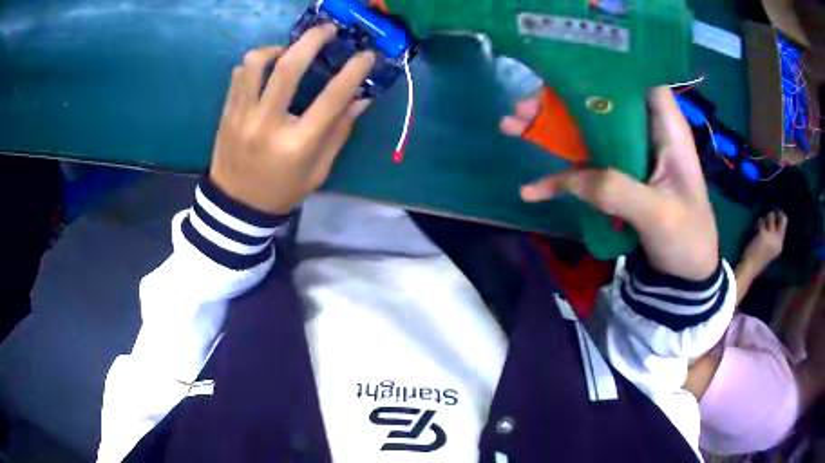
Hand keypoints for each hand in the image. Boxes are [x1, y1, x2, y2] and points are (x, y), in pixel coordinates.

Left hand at [209, 24, 374, 214]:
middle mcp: (267, 124)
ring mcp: (242, 117)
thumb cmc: (282, 191)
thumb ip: (339, 132)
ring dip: (277, 49)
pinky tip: (266, 70)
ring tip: (288, 52)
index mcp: (297, 144)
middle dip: (312, 40)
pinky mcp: (227, 114)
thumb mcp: (318, 170)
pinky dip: (255, 64)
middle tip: (327, 30)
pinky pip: (239, 76)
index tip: (366, 54)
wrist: (236, 207)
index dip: (353, 71)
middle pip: (289, 68)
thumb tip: (361, 99)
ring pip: (256, 64)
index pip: (331, 98)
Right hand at [501, 87, 718, 279]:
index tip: (567, 66)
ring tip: (510, 127)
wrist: (684, 276)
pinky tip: (532, 188)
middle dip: (560, 100)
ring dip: (550, 129)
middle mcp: (644, 133)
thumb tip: (573, 179)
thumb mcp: (659, 215)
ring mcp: (628, 155)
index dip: (607, 65)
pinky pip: (584, 168)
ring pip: (586, 129)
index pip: (639, 78)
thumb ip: (618, 192)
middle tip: (521, 108)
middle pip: (601, 100)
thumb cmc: (687, 239)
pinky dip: (559, 176)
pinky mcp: (616, 178)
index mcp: (666, 129)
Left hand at [742, 211, 787, 271]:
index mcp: (780, 245)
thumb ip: (774, 237)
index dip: (780, 215)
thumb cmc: (759, 260)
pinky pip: (761, 220)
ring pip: (771, 215)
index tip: (775, 214)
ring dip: (765, 218)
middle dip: (775, 213)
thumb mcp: (771, 248)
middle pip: (781, 217)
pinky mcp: (763, 233)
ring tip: (760, 226)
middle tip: (768, 216)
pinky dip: (758, 223)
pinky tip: (755, 230)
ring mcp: (771, 236)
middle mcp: (778, 239)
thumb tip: (774, 219)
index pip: (784, 222)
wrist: (750, 268)